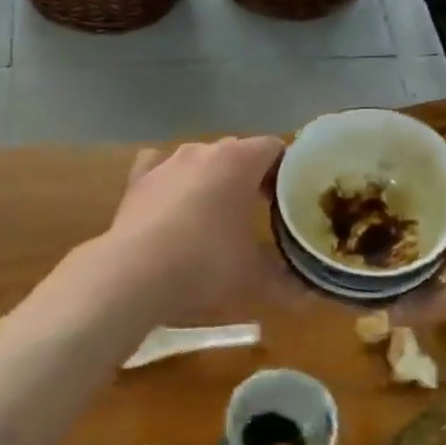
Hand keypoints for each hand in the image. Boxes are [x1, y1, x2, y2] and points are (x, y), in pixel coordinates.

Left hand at [100, 136, 286, 318]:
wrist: (134, 275)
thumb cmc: (206, 266)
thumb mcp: (255, 279)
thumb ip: (287, 283)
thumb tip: (310, 296)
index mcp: (239, 162)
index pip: (275, 149)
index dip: (287, 171)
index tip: (292, 198)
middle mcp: (203, 151)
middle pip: (238, 152)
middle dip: (252, 177)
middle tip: (262, 210)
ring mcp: (166, 163)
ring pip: (199, 160)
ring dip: (212, 179)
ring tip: (218, 212)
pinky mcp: (137, 181)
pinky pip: (160, 169)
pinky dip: (171, 181)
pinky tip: (172, 201)